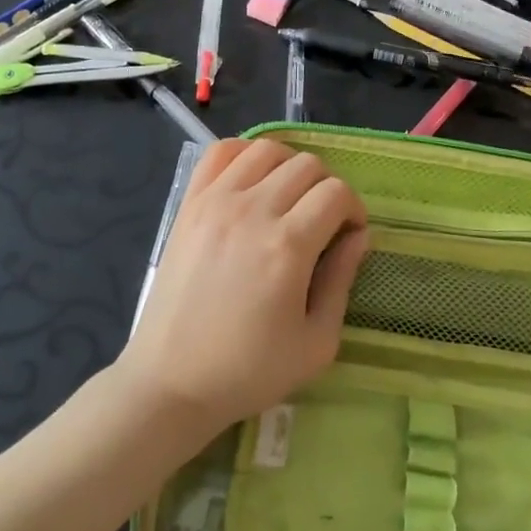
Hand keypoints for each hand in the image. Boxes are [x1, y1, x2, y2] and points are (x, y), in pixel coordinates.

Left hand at [117, 138, 368, 435]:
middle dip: (326, 188)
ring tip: (288, 198)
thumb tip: (358, 236)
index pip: (336, 193)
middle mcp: (252, 211)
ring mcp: (215, 202)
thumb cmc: (248, 371)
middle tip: (321, 222)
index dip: (353, 210)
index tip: (347, 236)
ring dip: (289, 166)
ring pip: (266, 149)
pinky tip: (252, 181)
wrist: (171, 381)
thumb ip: (342, 280)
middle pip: (307, 165)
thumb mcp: (316, 343)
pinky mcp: (188, 203)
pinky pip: (220, 152)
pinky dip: (244, 153)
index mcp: (287, 246)